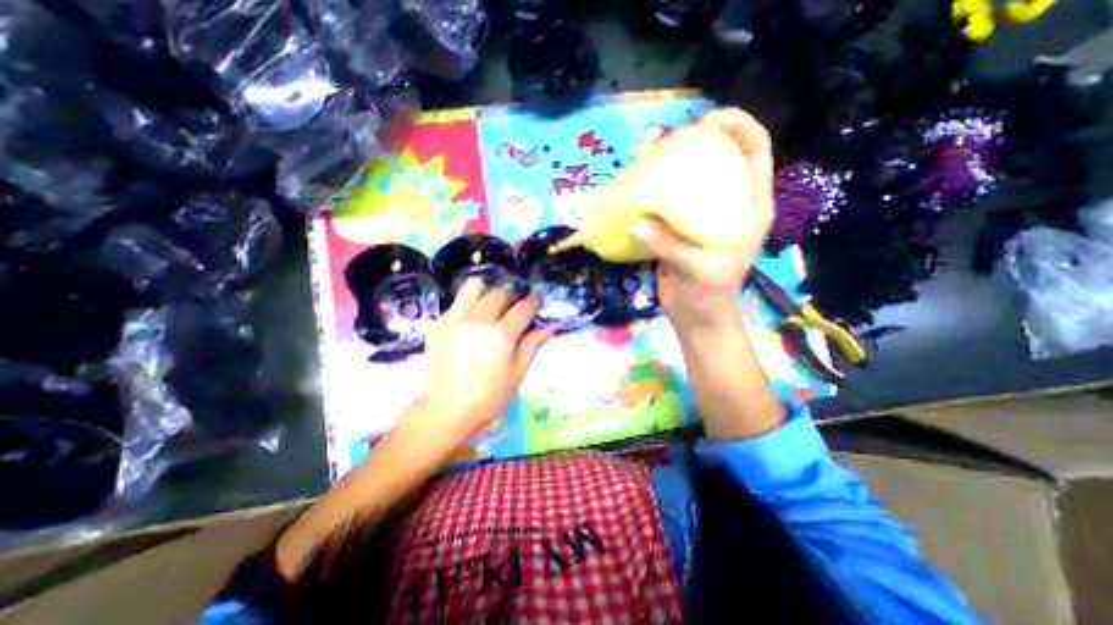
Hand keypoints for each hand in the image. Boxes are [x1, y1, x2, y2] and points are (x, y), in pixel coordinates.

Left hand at [404, 279, 553, 449]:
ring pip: (474, 286)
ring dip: (487, 292)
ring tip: (490, 307)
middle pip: (500, 293)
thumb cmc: (489, 397)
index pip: (523, 307)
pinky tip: (471, 324)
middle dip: (512, 297)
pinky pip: (457, 303)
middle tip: (514, 309)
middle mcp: (477, 319)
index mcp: (500, 334)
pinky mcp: (438, 323)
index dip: (534, 301)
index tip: (537, 300)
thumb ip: (533, 344)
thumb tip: (549, 326)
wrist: (447, 411)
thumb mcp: (518, 373)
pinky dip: (469, 307)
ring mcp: (454, 319)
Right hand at [629, 108, 770, 337]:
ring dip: (674, 168)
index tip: (707, 122)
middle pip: (722, 160)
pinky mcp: (682, 229)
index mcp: (750, 208)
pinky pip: (672, 204)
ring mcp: (705, 217)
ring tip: (650, 161)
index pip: (756, 152)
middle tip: (669, 142)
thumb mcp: (697, 269)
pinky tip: (641, 190)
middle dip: (700, 143)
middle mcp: (730, 206)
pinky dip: (658, 194)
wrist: (696, 318)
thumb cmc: (710, 296)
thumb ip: (669, 245)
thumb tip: (636, 223)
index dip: (739, 127)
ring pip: (694, 181)